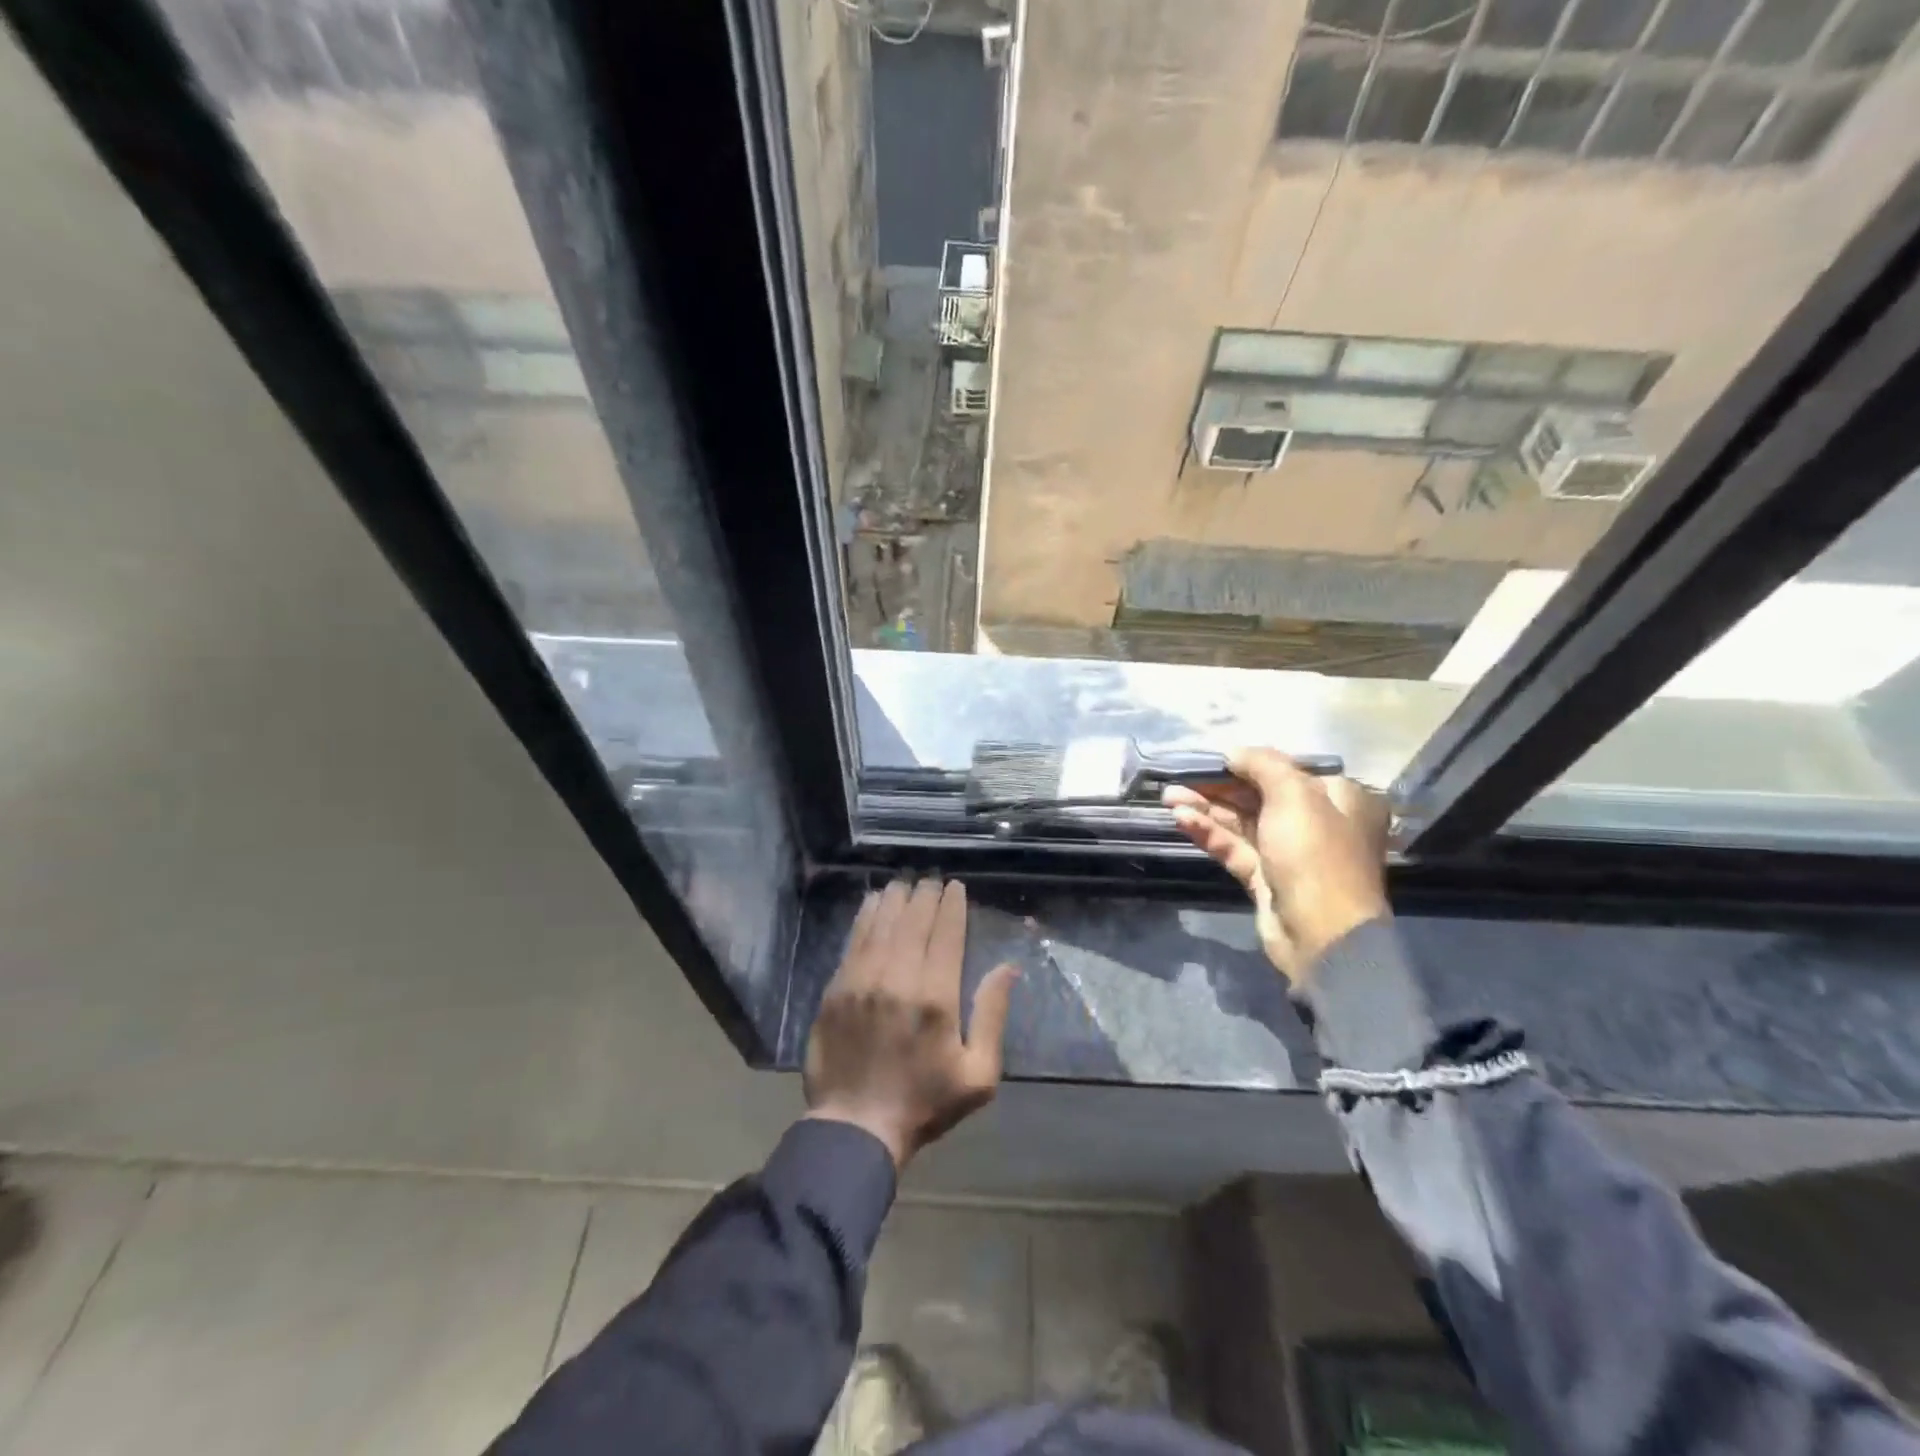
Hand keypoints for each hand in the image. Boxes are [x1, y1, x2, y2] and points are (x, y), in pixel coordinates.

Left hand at [804, 878, 1017, 1169]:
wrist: (856, 1128)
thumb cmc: (925, 1103)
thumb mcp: (978, 1074)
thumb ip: (992, 1016)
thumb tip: (1008, 969)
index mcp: (936, 997)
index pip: (946, 934)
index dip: (952, 905)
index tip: (955, 887)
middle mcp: (897, 978)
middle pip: (913, 921)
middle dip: (925, 895)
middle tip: (931, 880)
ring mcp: (862, 981)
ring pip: (882, 924)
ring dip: (895, 899)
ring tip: (905, 883)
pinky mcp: (836, 989)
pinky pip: (854, 940)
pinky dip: (865, 916)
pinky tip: (873, 903)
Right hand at [1163, 749, 1390, 983]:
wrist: (1321, 935)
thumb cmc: (1315, 854)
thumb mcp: (1294, 795)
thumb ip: (1262, 765)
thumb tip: (1234, 752)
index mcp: (1338, 798)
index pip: (1288, 772)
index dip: (1248, 763)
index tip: (1211, 759)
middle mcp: (1317, 823)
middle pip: (1260, 796)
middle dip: (1218, 787)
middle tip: (1178, 778)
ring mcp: (1289, 853)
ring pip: (1242, 822)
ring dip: (1206, 808)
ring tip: (1168, 798)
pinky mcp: (1266, 878)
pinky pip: (1234, 847)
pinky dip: (1209, 833)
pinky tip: (1182, 820)